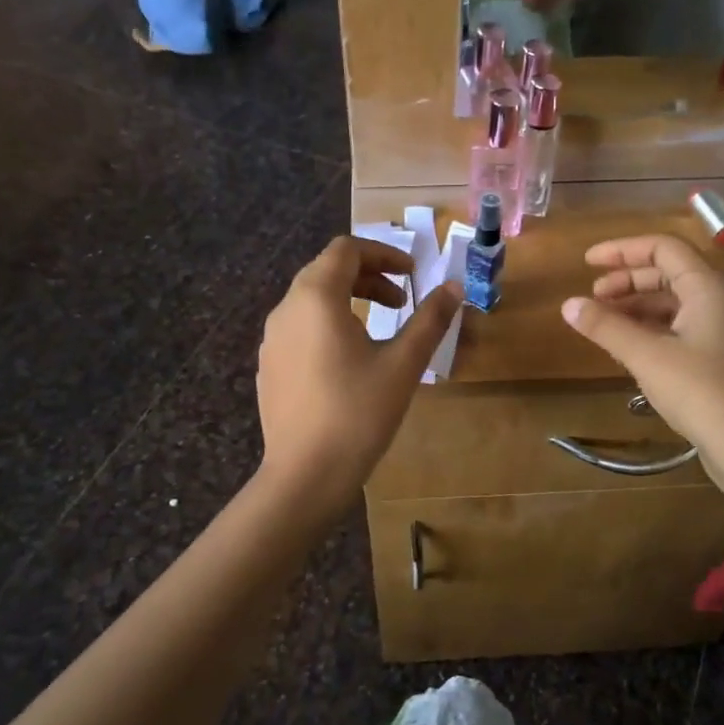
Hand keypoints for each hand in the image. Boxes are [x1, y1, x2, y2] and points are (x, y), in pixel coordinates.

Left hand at [257, 237, 460, 505]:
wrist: (305, 475)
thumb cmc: (358, 413)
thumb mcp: (403, 364)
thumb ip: (430, 320)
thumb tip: (454, 288)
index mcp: (316, 297)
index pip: (346, 249)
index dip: (383, 253)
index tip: (413, 274)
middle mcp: (286, 309)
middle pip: (327, 271)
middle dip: (369, 276)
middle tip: (402, 300)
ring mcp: (271, 340)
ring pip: (311, 300)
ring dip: (349, 300)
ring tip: (380, 327)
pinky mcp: (269, 366)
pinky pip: (300, 327)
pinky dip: (328, 324)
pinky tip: (350, 360)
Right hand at [561, 235, 723, 511]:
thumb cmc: (701, 391)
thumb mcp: (646, 356)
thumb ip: (605, 327)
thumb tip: (568, 304)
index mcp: (708, 287)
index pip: (663, 248)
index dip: (622, 250)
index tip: (586, 262)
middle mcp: (720, 300)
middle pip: (668, 273)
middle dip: (626, 280)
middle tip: (592, 298)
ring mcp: (722, 329)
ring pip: (673, 302)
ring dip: (635, 306)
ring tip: (602, 323)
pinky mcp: (719, 357)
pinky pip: (679, 327)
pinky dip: (650, 328)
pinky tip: (627, 346)